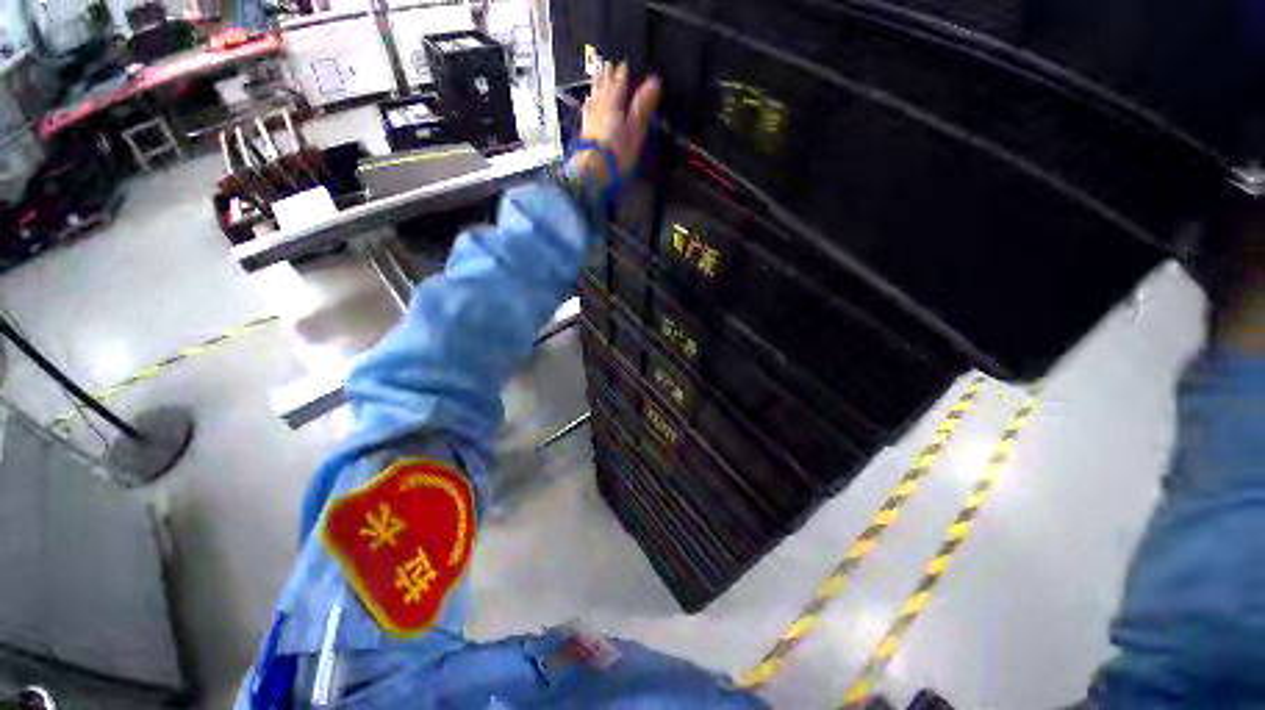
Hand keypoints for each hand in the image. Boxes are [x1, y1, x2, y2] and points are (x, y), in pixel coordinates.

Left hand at [572, 62, 661, 188]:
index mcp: (614, 103)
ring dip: (596, 87)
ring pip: (594, 98)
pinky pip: (587, 112)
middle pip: (603, 88)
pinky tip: (587, 103)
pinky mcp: (584, 133)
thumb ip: (643, 105)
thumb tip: (655, 80)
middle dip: (606, 77)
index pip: (618, 84)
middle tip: (607, 65)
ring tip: (596, 77)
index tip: (624, 64)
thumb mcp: (635, 129)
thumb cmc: (617, 151)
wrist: (592, 170)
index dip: (622, 74)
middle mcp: (600, 107)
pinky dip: (589, 104)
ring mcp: (590, 119)